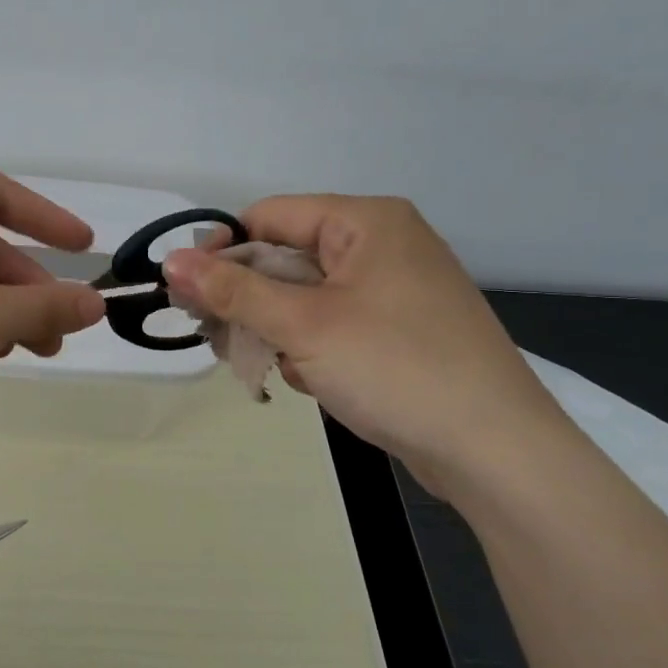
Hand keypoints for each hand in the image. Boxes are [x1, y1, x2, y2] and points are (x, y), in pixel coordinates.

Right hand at [161, 196, 563, 494]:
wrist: (496, 452)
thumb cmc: (396, 369)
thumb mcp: (304, 326)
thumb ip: (233, 290)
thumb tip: (171, 260)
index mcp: (366, 221)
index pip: (269, 216)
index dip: (222, 251)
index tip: (189, 295)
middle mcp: (383, 244)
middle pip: (286, 256)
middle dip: (249, 300)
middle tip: (219, 339)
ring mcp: (395, 289)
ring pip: (306, 295)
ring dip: (276, 329)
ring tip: (272, 367)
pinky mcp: (401, 330)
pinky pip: (334, 323)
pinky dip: (310, 347)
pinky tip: (312, 381)